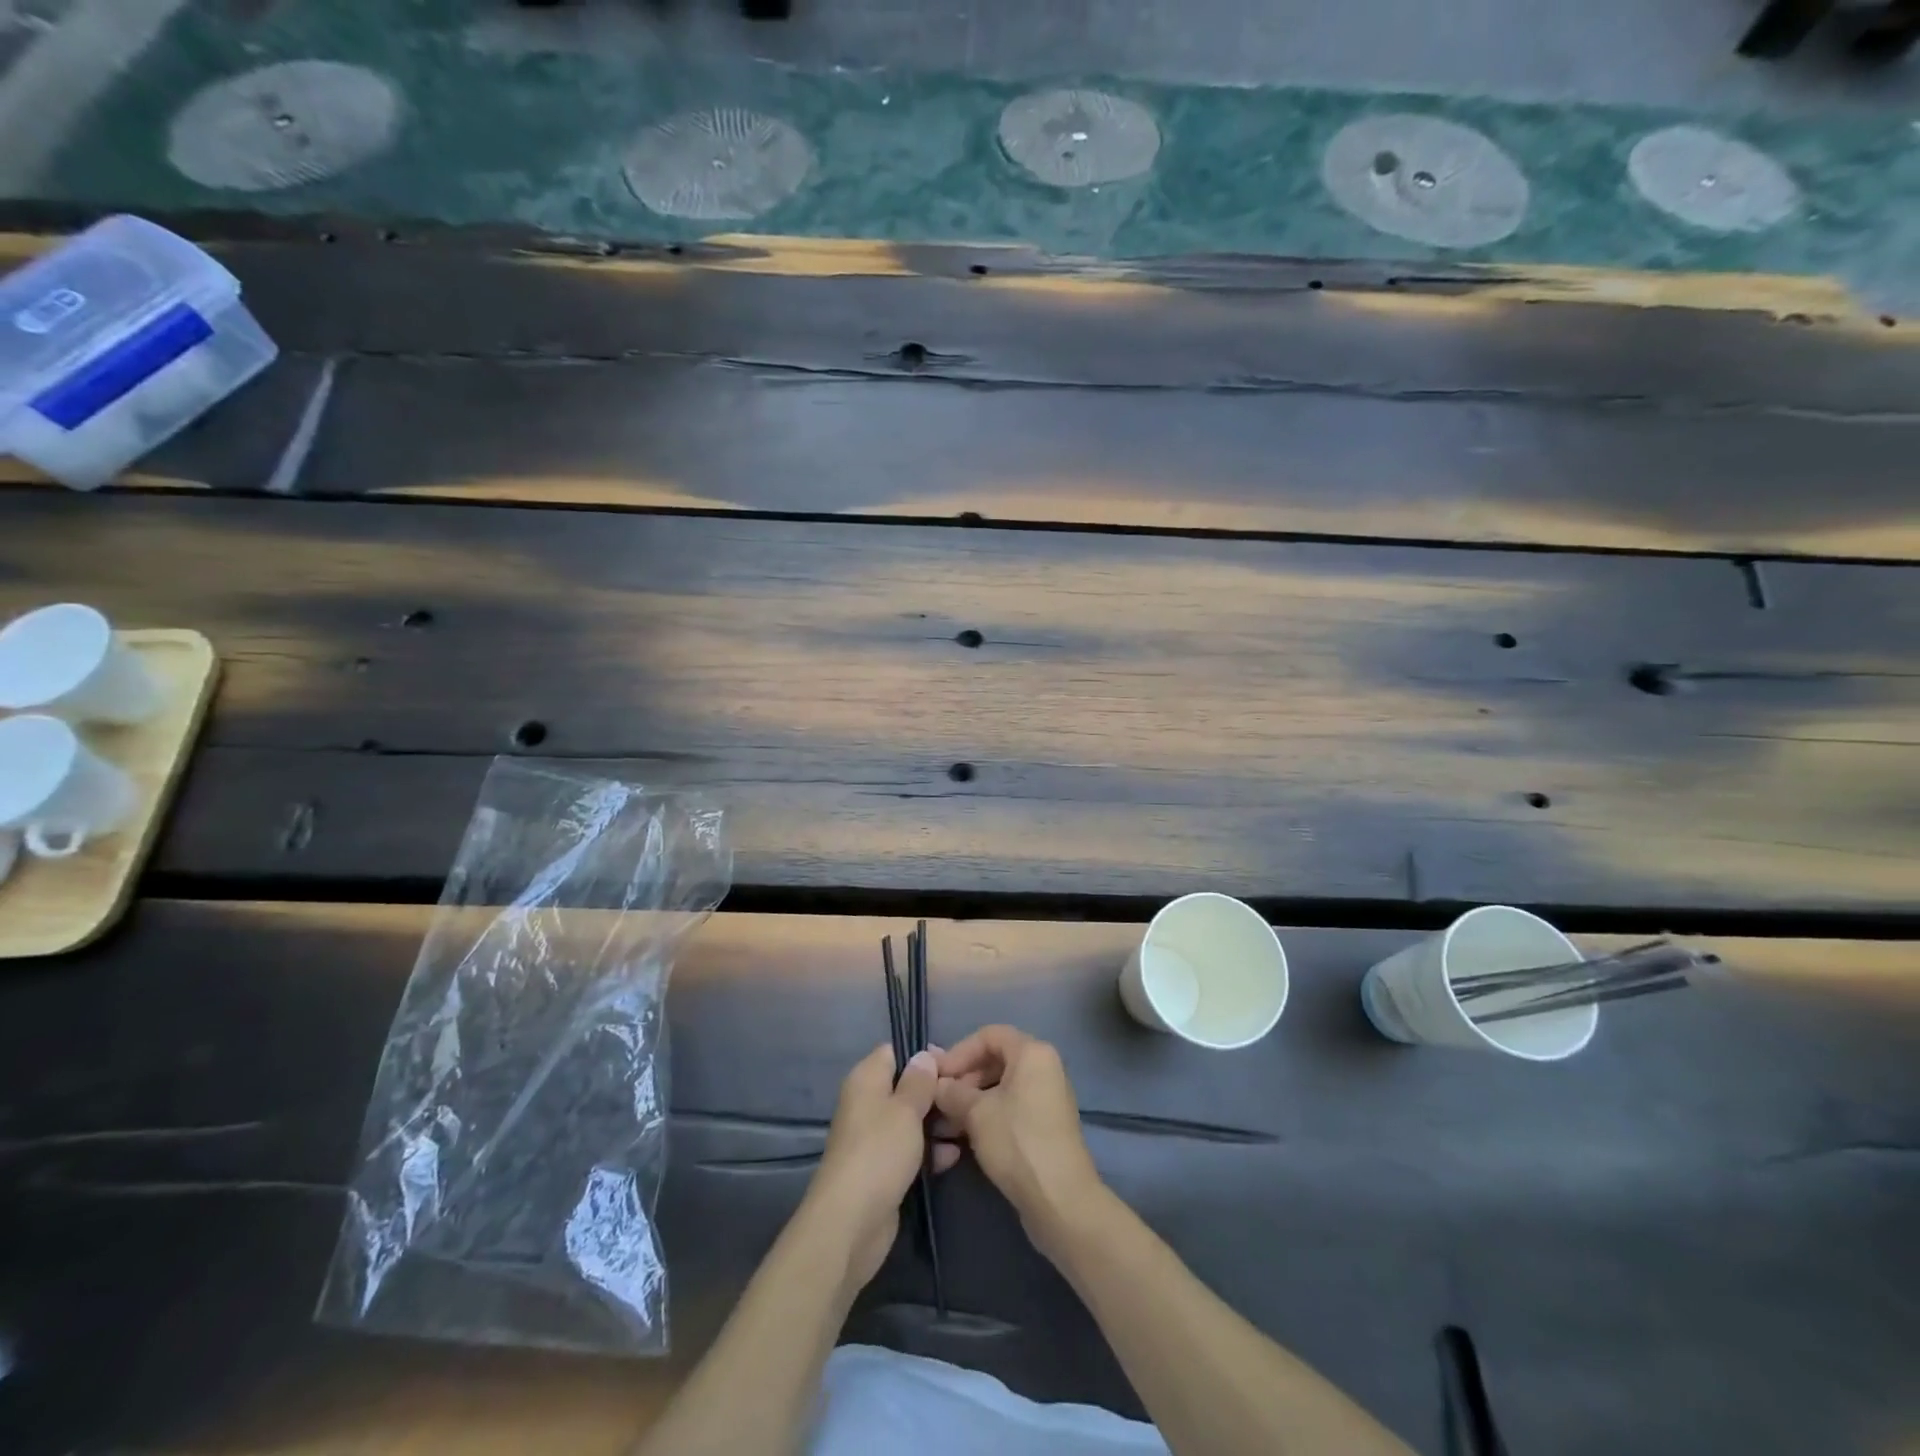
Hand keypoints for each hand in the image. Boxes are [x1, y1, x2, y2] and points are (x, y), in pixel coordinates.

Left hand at [803, 1043, 959, 1292]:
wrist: (851, 1223)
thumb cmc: (880, 1152)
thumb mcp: (906, 1109)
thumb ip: (919, 1081)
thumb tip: (924, 1056)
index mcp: (866, 1080)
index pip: (894, 1052)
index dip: (922, 1056)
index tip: (952, 1065)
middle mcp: (867, 1104)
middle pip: (906, 1087)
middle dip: (935, 1093)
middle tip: (966, 1098)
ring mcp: (875, 1138)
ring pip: (911, 1120)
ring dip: (937, 1124)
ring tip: (967, 1126)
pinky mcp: (883, 1169)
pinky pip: (910, 1149)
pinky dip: (930, 1151)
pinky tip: (954, 1156)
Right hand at [935, 1026, 1103, 1254]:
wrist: (1060, 1200)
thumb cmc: (1017, 1142)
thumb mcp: (976, 1113)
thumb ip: (952, 1091)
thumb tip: (935, 1083)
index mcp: (1032, 1052)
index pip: (988, 1035)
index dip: (958, 1052)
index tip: (936, 1076)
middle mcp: (1044, 1066)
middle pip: (996, 1059)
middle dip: (964, 1078)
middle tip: (939, 1101)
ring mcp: (1047, 1096)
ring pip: (1002, 1085)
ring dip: (972, 1100)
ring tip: (946, 1123)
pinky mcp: (1046, 1123)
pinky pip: (1012, 1105)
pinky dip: (988, 1114)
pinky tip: (965, 1136)